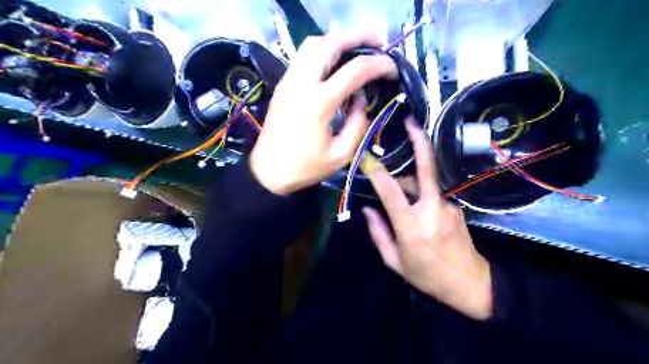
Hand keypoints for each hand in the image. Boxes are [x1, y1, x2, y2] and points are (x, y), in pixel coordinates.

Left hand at [251, 31, 398, 195]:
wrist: (268, 171)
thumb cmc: (305, 167)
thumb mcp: (341, 154)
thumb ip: (358, 124)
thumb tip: (361, 99)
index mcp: (319, 102)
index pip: (355, 70)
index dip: (379, 65)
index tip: (393, 69)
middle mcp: (301, 83)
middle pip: (330, 43)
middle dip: (357, 36)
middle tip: (378, 41)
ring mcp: (289, 81)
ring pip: (313, 44)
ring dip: (338, 40)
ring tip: (357, 48)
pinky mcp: (283, 84)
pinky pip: (304, 56)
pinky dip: (324, 51)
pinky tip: (335, 63)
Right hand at [360, 118, 491, 317]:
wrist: (468, 283)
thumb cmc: (426, 275)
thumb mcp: (394, 261)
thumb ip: (378, 233)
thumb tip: (367, 209)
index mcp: (411, 226)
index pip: (391, 191)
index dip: (377, 171)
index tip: (367, 157)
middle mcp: (431, 210)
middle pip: (426, 169)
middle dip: (419, 143)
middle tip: (412, 122)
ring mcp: (447, 207)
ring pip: (424, 184)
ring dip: (410, 182)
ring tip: (398, 191)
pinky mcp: (456, 208)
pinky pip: (432, 195)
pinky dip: (421, 197)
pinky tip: (418, 211)